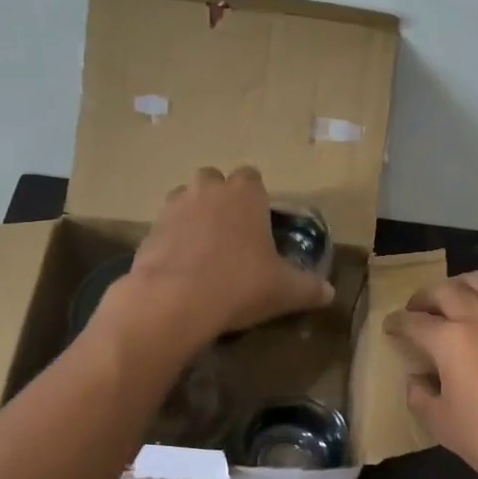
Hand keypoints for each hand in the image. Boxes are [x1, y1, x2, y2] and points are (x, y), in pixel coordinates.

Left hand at [110, 167, 333, 350]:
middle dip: (221, 200)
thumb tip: (329, 293)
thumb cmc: (240, 284)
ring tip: (204, 252)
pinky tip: (182, 271)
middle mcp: (208, 190)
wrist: (174, 301)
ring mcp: (173, 207)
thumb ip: (309, 288)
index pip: (252, 178)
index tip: (260, 224)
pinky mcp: (148, 231)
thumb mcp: (285, 290)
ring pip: (185, 201)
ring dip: (194, 218)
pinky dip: (173, 243)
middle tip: (232, 235)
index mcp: (245, 193)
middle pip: (214, 182)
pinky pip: (165, 229)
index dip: (256, 198)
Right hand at [384, 272, 477, 478]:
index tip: (389, 326)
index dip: (397, 323)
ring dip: (457, 288)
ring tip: (451, 306)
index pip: (415, 322)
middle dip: (424, 298)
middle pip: (445, 290)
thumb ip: (420, 395)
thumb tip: (418, 378)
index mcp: (452, 338)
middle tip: (416, 313)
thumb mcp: (442, 424)